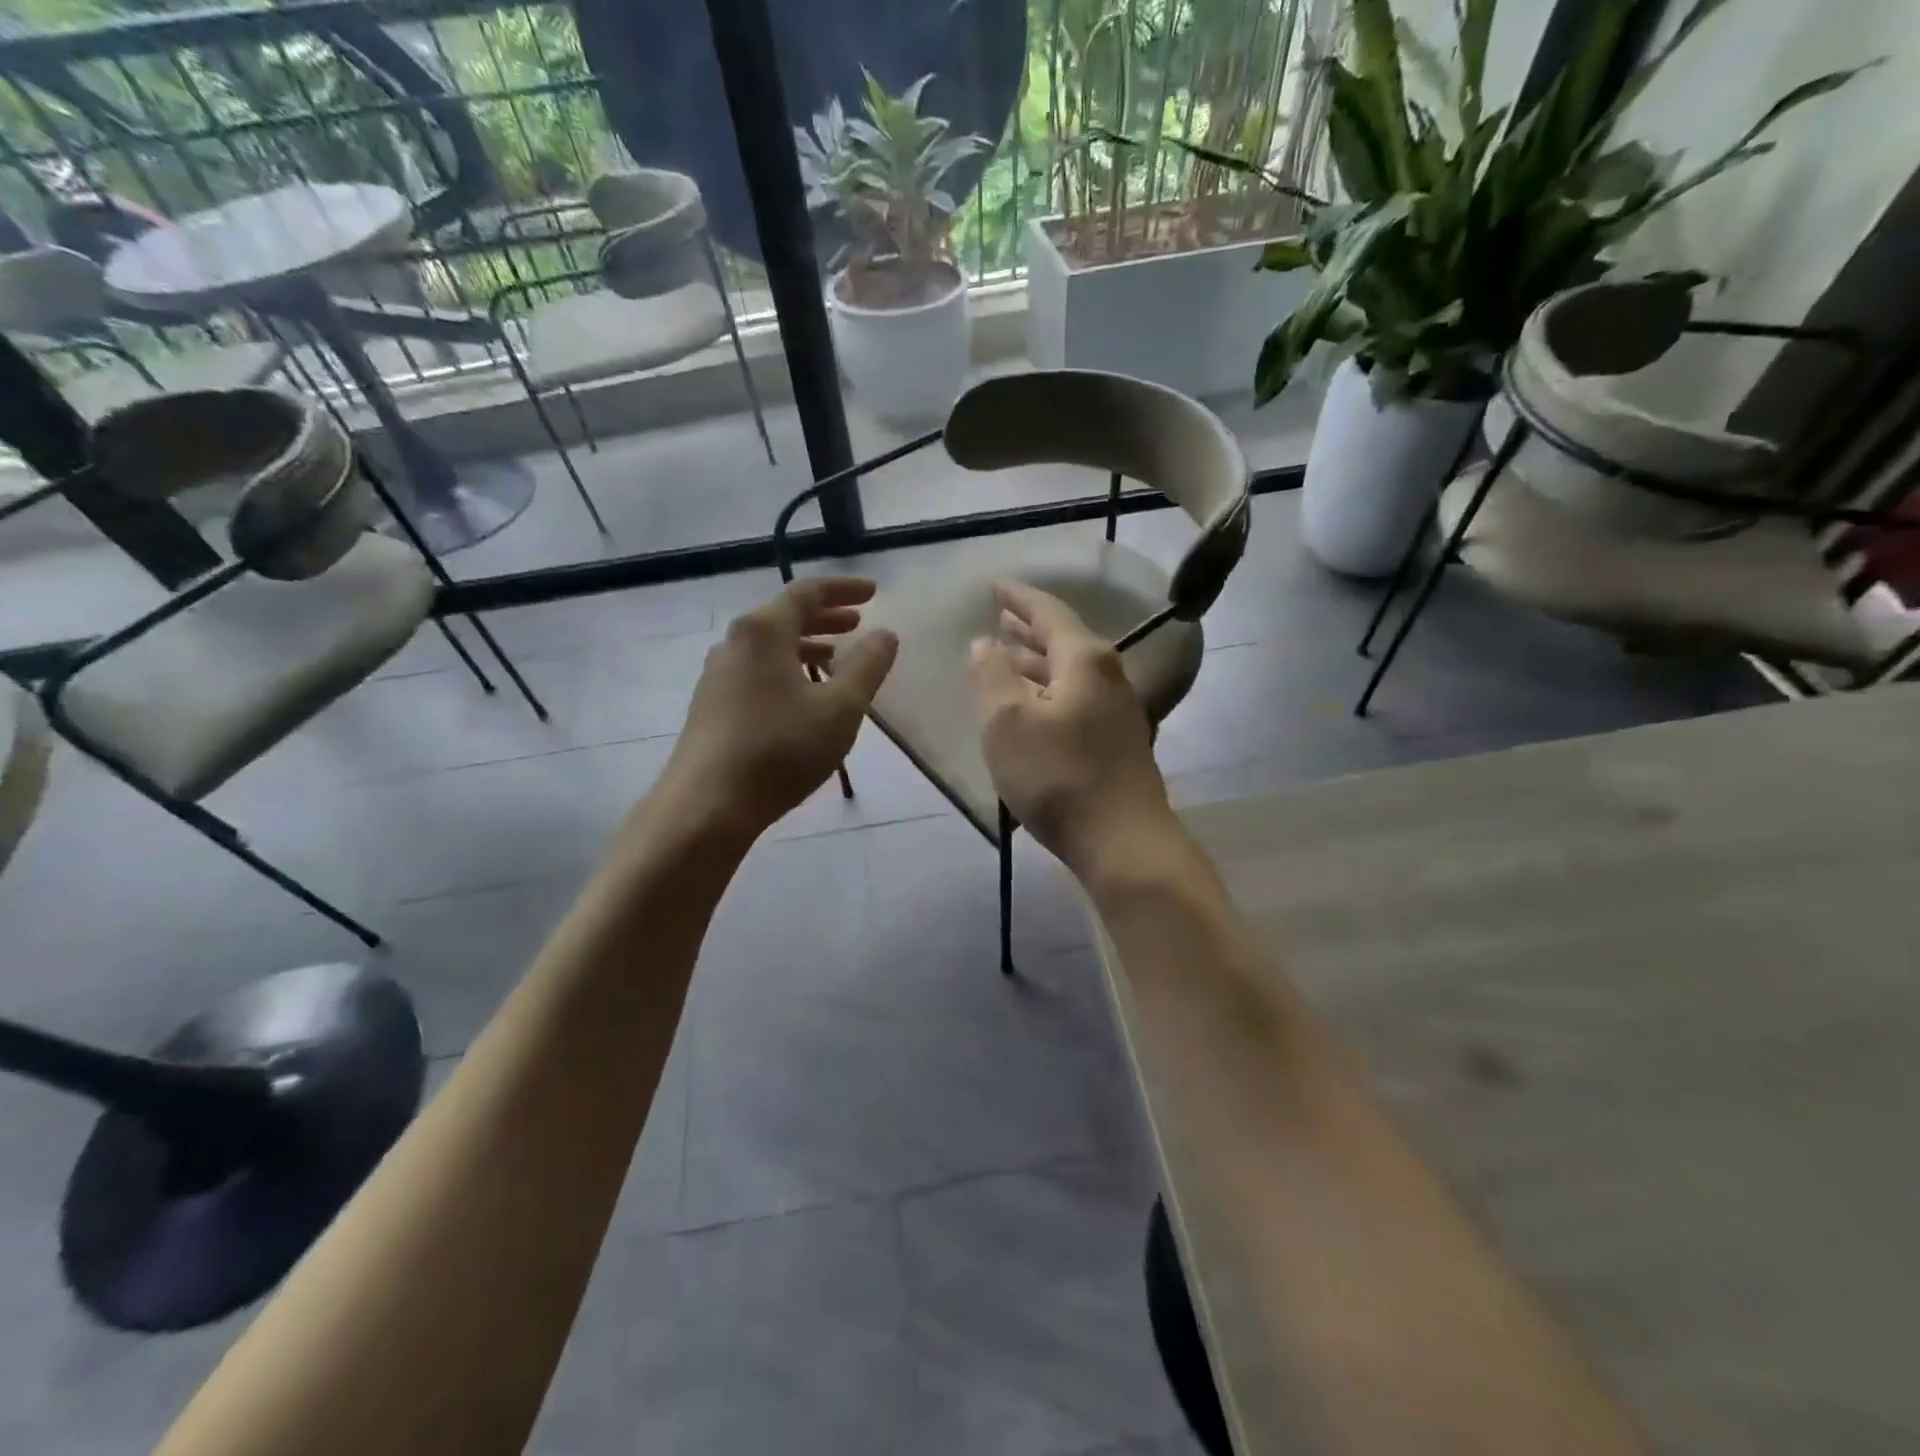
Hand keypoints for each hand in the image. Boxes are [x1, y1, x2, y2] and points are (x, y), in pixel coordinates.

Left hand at [650, 577, 897, 842]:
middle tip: (858, 623)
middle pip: (785, 616)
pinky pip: (757, 670)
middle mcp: (735, 643)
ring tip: (835, 658)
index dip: (844, 589)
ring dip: (806, 645)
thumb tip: (885, 635)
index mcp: (763, 631)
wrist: (707, 806)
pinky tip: (803, 696)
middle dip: (826, 617)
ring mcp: (717, 675)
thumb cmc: (780, 750)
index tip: (874, 592)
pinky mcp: (712, 705)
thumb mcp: (840, 709)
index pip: (807, 592)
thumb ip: (867, 667)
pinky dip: (787, 669)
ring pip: (769, 646)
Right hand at [969, 580, 1176, 882]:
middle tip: (999, 615)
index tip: (995, 584)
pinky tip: (1031, 705)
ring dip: (1036, 661)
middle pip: (1063, 640)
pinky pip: (1075, 699)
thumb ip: (992, 675)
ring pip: (1069, 672)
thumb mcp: (1008, 723)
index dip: (1018, 597)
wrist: (1123, 842)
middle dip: (1028, 627)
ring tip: (1006, 654)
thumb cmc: (1059, 776)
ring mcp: (1117, 711)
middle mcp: (1108, 676)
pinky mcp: (1116, 742)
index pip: (1048, 612)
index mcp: (1084, 660)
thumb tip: (984, 643)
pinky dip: (1048, 690)